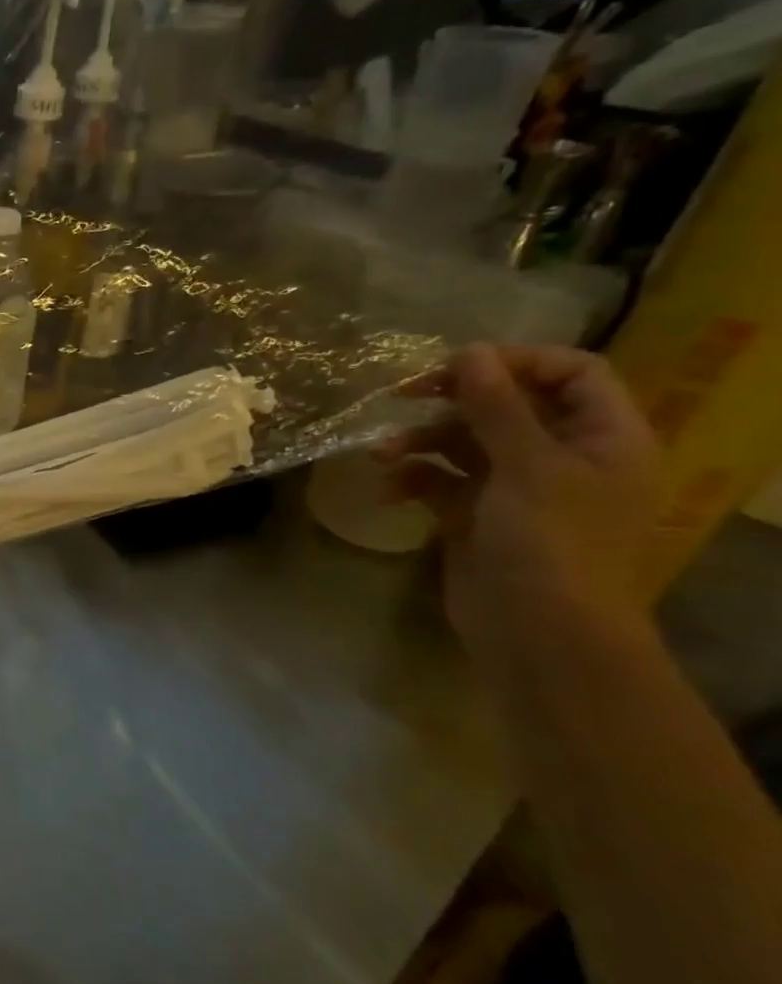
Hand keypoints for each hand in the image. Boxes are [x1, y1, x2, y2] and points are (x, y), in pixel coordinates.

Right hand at [379, 344, 660, 649]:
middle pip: (506, 404)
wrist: (537, 632)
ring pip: (463, 441)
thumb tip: (468, 351)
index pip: (571, 373)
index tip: (456, 365)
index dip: (516, 361)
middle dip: (450, 400)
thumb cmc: (550, 543)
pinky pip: (439, 479)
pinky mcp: (475, 513)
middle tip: (402, 395)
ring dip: (418, 441)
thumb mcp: (526, 466)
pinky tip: (387, 492)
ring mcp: (516, 487)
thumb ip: (496, 406)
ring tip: (381, 455)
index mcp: (603, 438)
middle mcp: (563, 456)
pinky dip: (411, 479)